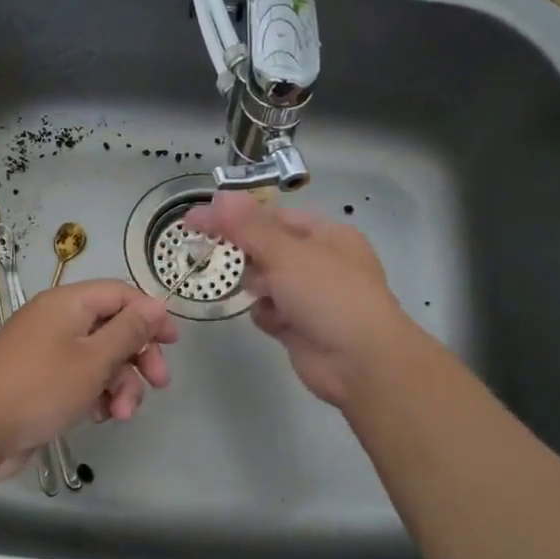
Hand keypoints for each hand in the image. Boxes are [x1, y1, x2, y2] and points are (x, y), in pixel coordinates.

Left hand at [0, 279, 178, 464]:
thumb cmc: (41, 388)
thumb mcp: (94, 359)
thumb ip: (129, 331)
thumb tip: (157, 303)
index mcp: (67, 304)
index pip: (120, 294)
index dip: (150, 315)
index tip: (172, 343)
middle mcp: (56, 320)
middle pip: (112, 328)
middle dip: (138, 357)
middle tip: (158, 384)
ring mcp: (46, 351)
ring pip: (99, 358)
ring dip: (118, 384)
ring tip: (120, 414)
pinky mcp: (41, 379)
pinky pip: (79, 377)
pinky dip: (94, 394)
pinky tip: (98, 417)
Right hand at [182, 193, 418, 408]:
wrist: (361, 363)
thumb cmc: (329, 296)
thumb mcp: (287, 253)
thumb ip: (247, 226)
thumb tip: (217, 196)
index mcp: (325, 235)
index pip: (272, 216)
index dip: (236, 216)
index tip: (198, 220)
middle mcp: (319, 262)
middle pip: (265, 248)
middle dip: (248, 256)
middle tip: (226, 260)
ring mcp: (309, 296)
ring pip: (263, 281)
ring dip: (257, 288)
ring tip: (264, 296)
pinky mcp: (299, 326)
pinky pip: (268, 311)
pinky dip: (266, 315)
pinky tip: (276, 323)